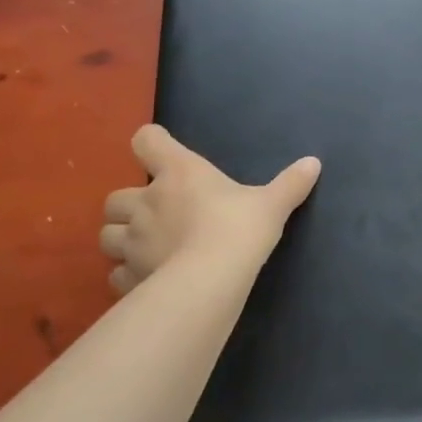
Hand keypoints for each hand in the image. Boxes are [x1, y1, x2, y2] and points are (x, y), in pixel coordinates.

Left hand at [99, 125, 320, 293]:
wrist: (211, 280)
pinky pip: (116, 275)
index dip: (152, 143)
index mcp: (179, 173)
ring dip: (121, 239)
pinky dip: (127, 275)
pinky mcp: (130, 277)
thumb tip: (314, 163)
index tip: (162, 152)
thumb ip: (290, 184)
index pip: (146, 141)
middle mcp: (147, 202)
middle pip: (115, 197)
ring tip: (144, 248)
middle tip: (154, 214)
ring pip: (107, 236)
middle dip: (129, 205)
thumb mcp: (271, 205)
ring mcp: (133, 242)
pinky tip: (147, 279)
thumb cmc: (238, 229)